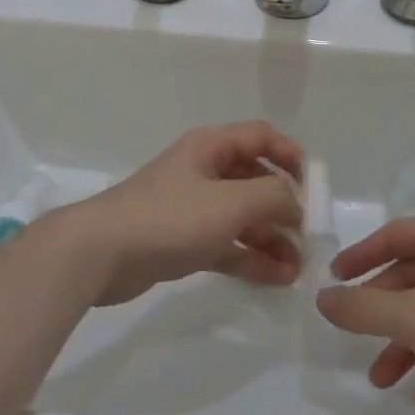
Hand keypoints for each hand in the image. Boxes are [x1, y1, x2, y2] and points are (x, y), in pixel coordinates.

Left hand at [59, 121, 304, 306]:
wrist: (101, 253)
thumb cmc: (170, 217)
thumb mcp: (229, 203)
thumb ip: (271, 196)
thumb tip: (295, 201)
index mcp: (211, 147)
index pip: (260, 137)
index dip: (289, 154)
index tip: (313, 185)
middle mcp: (204, 170)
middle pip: (253, 178)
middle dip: (282, 205)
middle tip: (307, 236)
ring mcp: (192, 206)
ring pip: (241, 215)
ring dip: (270, 236)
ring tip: (298, 267)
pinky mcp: (181, 239)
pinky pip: (226, 242)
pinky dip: (249, 256)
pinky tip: (276, 278)